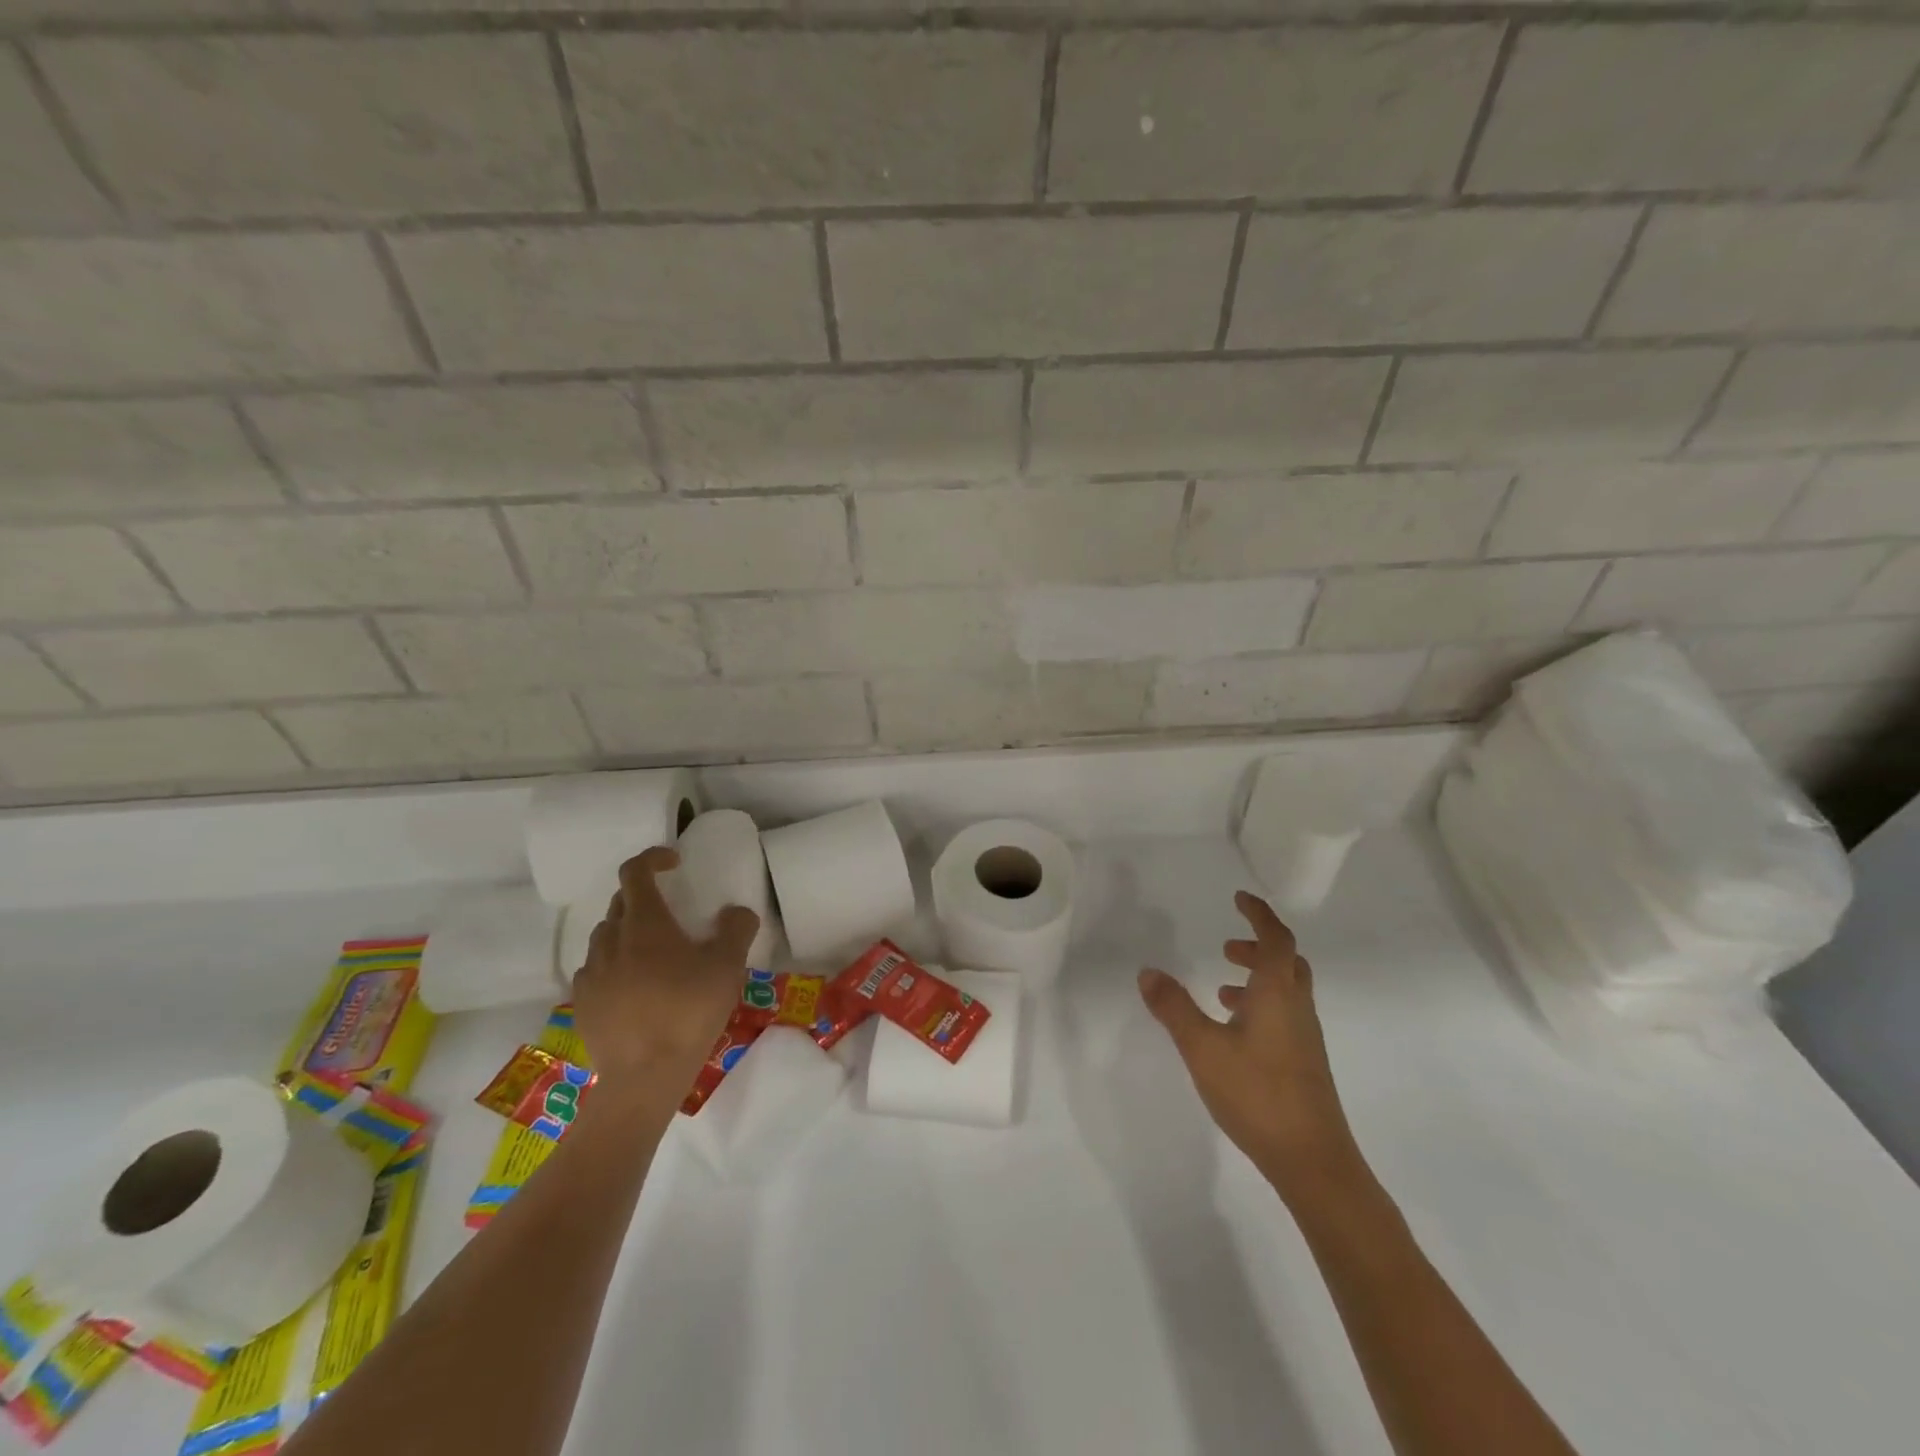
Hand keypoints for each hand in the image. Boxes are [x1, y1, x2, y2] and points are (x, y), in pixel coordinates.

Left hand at [572, 847, 759, 1106]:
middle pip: (621, 903)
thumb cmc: (688, 1012)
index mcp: (645, 923)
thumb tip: (736, 912)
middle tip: (672, 915)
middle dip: (644, 898)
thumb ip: (736, 929)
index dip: (653, 858)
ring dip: (628, 933)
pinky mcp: (582, 1003)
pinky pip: (596, 971)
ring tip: (654, 955)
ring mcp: (591, 973)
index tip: (675, 863)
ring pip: (606, 937)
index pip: (635, 871)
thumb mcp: (728, 967)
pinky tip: (635, 990)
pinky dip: (614, 966)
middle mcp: (611, 940)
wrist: (643, 1078)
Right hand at [1138, 890, 1360, 1198]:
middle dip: (1258, 946)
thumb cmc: (1257, 1094)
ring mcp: (1305, 1038)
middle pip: (1287, 961)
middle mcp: (1297, 1008)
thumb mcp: (1202, 1048)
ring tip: (1221, 989)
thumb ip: (1174, 1008)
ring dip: (1258, 978)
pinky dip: (1261, 1006)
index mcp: (1277, 993)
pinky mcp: (1304, 1063)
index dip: (1259, 915)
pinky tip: (1235, 1032)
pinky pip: (1284, 1015)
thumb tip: (1147, 972)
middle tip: (1226, 946)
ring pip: (1286, 990)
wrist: (1313, 1161)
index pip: (1276, 939)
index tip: (1239, 898)